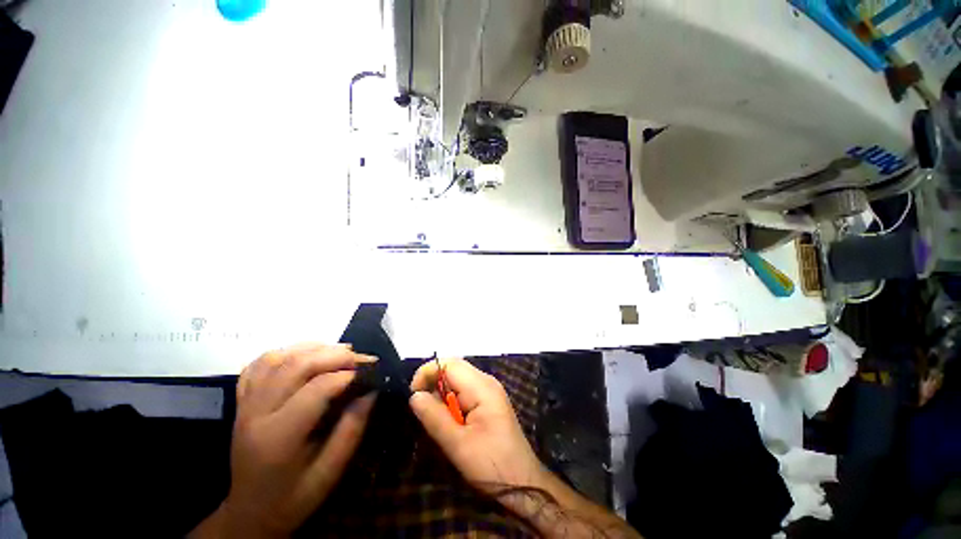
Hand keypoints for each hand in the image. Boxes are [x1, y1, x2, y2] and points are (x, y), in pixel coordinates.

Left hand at [209, 344, 375, 538]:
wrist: (249, 513)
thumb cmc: (293, 498)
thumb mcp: (329, 472)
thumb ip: (351, 429)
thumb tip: (372, 391)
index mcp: (278, 437)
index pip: (316, 390)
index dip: (348, 375)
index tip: (372, 371)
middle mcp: (256, 414)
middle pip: (295, 366)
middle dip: (335, 355)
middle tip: (361, 358)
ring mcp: (245, 405)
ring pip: (277, 358)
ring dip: (313, 348)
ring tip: (340, 351)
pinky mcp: (242, 401)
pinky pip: (258, 365)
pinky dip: (285, 352)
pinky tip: (305, 353)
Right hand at [408, 359, 545, 492]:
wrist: (524, 484)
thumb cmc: (492, 465)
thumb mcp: (458, 444)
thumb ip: (434, 417)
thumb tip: (414, 396)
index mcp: (482, 387)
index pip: (450, 364)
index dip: (428, 373)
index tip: (413, 395)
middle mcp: (486, 382)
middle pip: (454, 369)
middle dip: (434, 383)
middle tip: (422, 409)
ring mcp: (489, 391)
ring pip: (458, 380)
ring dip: (442, 395)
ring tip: (437, 420)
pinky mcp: (488, 401)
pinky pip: (465, 391)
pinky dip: (451, 402)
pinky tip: (450, 422)